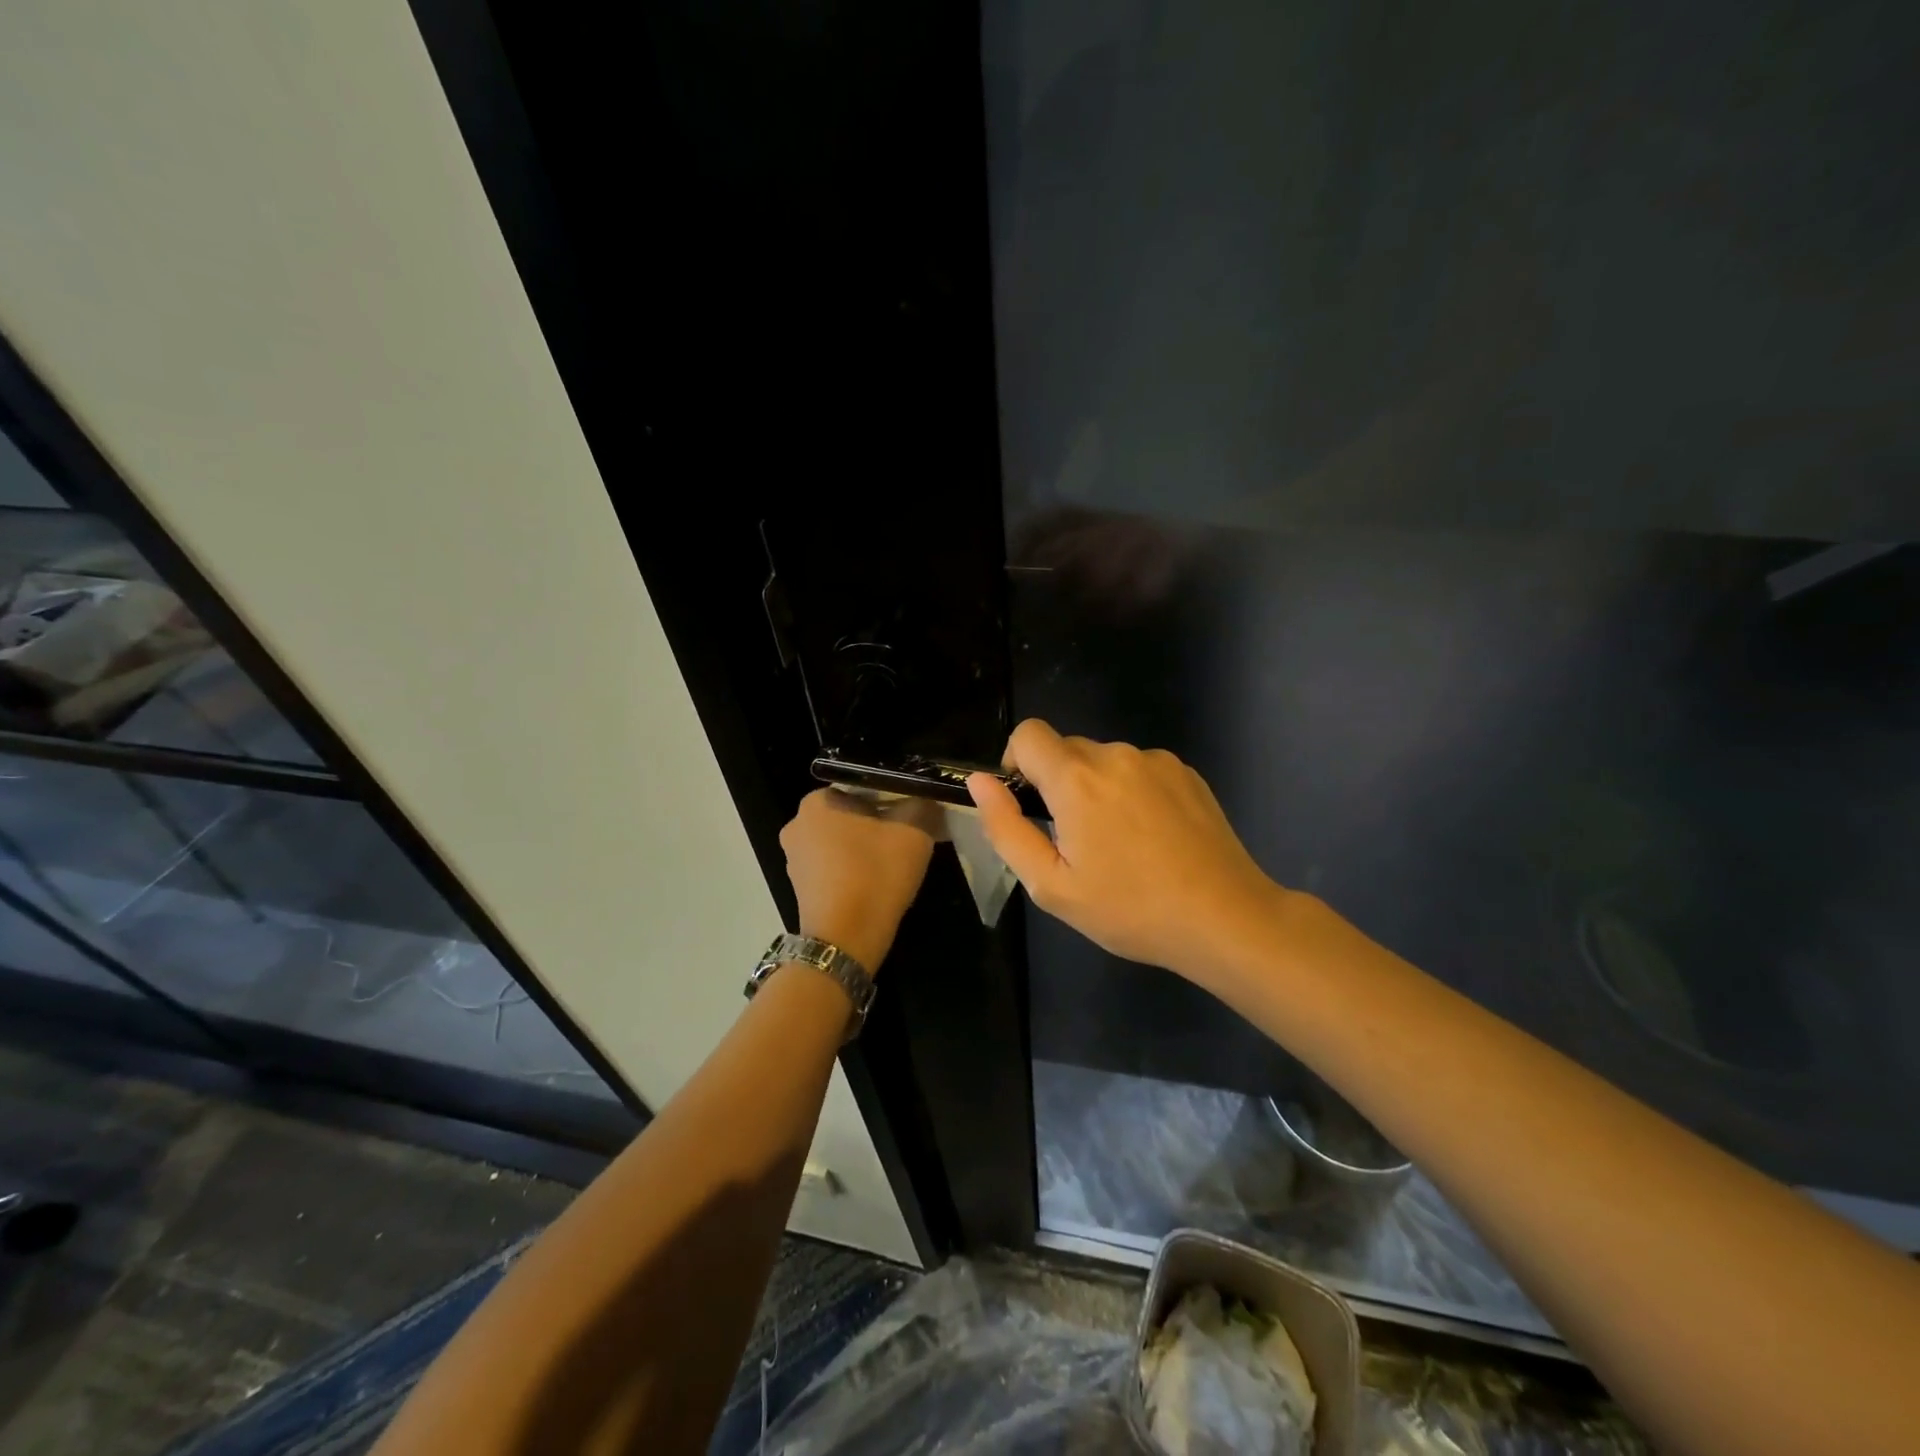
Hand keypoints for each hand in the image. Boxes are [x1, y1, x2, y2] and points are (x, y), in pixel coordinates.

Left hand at [780, 788, 936, 972]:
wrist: (845, 941)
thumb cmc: (875, 875)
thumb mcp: (913, 832)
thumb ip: (921, 805)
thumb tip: (926, 799)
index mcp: (816, 802)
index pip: (860, 786)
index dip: (891, 796)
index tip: (912, 813)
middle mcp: (797, 825)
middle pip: (850, 814)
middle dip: (878, 823)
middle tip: (908, 838)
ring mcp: (794, 860)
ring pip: (842, 842)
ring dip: (866, 848)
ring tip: (896, 864)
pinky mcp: (801, 888)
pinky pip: (834, 867)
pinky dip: (854, 870)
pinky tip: (877, 884)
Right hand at [966, 720, 1283, 982]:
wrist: (1225, 918)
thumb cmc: (1130, 909)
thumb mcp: (1051, 885)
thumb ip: (1006, 828)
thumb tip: (981, 782)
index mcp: (1076, 779)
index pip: (1028, 734)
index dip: (1016, 762)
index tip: (1028, 803)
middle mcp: (1115, 755)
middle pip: (1066, 749)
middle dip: (1058, 784)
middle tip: (1077, 841)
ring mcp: (1156, 761)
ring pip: (1104, 761)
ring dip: (1097, 789)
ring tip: (1121, 844)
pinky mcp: (1186, 772)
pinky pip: (1140, 770)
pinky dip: (1132, 792)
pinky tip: (1153, 838)